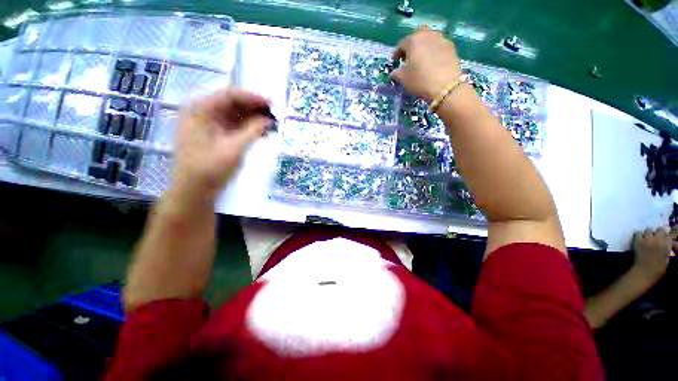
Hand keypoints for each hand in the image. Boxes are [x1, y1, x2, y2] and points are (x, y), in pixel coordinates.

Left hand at [170, 88, 270, 201]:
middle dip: (251, 108)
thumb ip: (253, 130)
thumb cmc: (208, 170)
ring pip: (228, 113)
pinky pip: (224, 124)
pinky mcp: (204, 135)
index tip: (272, 105)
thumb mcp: (233, 149)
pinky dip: (240, 127)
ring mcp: (200, 123)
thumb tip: (269, 119)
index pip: (230, 94)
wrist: (190, 195)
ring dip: (247, 118)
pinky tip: (255, 132)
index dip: (253, 97)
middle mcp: (198, 111)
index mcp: (200, 109)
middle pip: (229, 102)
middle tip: (271, 115)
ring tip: (266, 125)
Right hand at [391, 26, 462, 101]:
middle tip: (413, 54)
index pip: (401, 44)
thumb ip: (397, 72)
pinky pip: (442, 46)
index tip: (397, 61)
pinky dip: (438, 51)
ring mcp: (442, 41)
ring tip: (426, 57)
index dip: (398, 53)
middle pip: (419, 34)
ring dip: (428, 45)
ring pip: (432, 38)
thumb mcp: (404, 78)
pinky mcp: (453, 49)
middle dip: (415, 42)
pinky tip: (437, 61)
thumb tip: (396, 72)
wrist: (448, 88)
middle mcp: (427, 36)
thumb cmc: (421, 80)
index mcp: (412, 40)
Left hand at [631, 227, 675, 281]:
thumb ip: (667, 258)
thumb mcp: (663, 270)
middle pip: (660, 230)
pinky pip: (637, 233)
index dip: (666, 241)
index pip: (668, 237)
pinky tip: (637, 242)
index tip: (664, 245)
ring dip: (648, 236)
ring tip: (646, 243)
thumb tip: (668, 254)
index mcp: (665, 246)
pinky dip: (637, 237)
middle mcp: (659, 238)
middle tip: (655, 243)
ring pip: (649, 230)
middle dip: (658, 235)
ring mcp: (649, 238)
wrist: (640, 282)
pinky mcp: (639, 241)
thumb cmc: (653, 279)